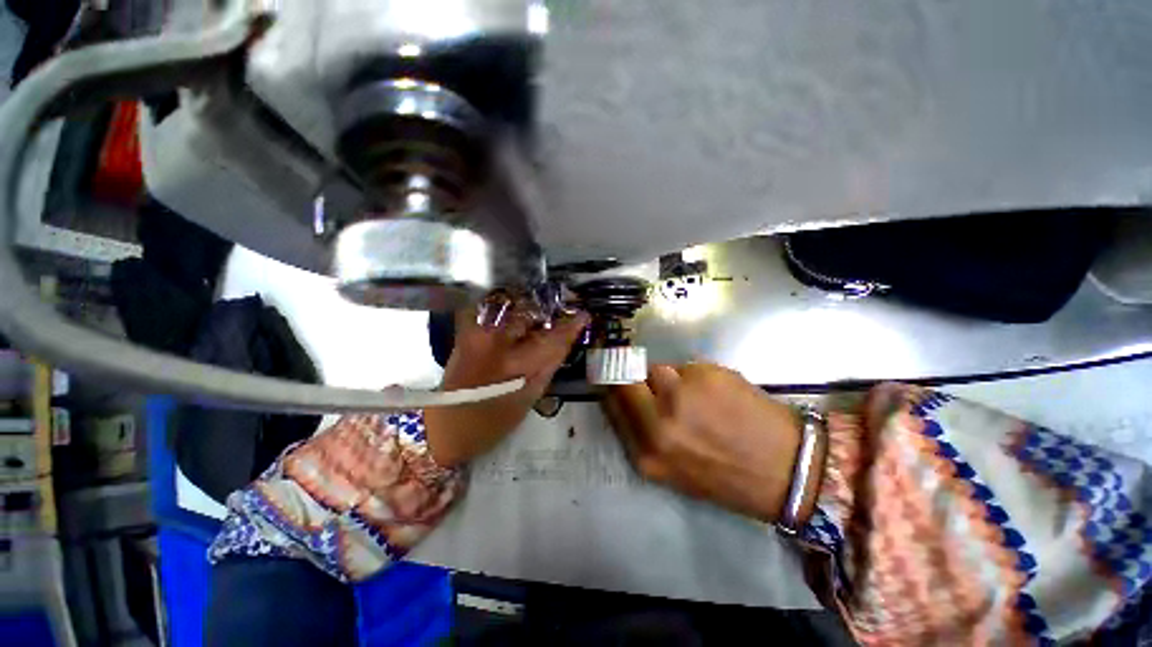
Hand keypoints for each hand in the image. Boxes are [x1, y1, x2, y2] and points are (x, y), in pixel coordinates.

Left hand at [425, 303, 588, 467]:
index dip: (570, 325)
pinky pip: (491, 306)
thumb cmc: (493, 419)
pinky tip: (517, 312)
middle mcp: (495, 339)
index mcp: (515, 362)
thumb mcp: (530, 395)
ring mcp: (477, 330)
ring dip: (529, 303)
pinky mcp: (465, 329)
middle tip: (562, 308)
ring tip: (541, 310)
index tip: (583, 315)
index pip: (552, 336)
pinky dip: (507, 305)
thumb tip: (567, 337)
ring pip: (511, 303)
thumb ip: (550, 363)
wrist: (446, 424)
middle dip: (549, 307)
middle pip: (531, 311)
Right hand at [602, 363, 816, 523]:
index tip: (615, 379)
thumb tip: (628, 396)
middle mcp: (658, 422)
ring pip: (658, 370)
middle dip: (634, 377)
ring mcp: (681, 394)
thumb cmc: (726, 476)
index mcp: (648, 453)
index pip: (612, 404)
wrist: (786, 470)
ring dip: (670, 379)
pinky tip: (716, 394)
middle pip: (625, 379)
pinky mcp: (705, 374)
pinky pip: (686, 367)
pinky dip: (696, 377)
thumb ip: (643, 434)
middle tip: (654, 384)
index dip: (612, 387)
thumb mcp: (673, 470)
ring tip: (695, 396)